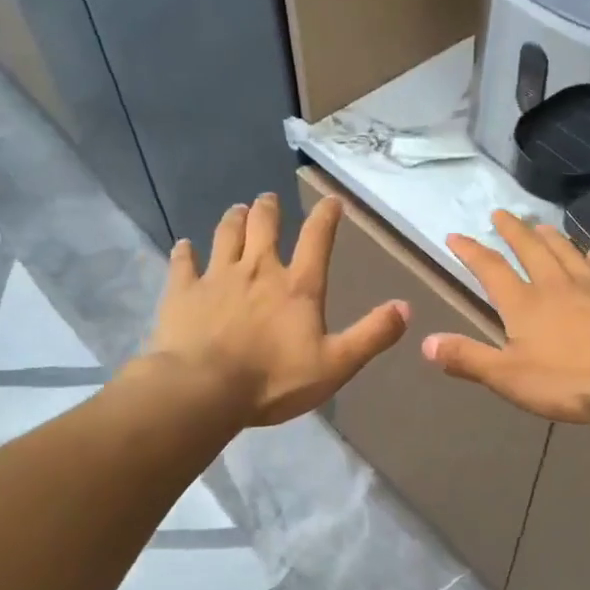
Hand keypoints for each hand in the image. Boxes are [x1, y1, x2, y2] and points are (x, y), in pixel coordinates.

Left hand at [147, 193, 408, 426]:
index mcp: (298, 286)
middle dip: (269, 208)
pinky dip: (184, 252)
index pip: (317, 239)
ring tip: (238, 210)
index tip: (331, 201)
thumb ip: (371, 335)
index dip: (326, 217)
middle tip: (269, 199)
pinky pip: (183, 263)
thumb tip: (406, 307)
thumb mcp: (336, 364)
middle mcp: (258, 270)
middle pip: (264, 226)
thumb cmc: (274, 380)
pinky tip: (184, 246)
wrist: (204, 389)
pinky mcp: (183, 292)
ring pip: (225, 234)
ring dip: (234, 219)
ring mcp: (217, 277)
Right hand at [423, 211, 589, 422]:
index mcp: (523, 304)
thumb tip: (426, 342)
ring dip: (548, 235)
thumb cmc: (570, 380)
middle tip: (500, 213)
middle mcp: (554, 284)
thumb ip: (469, 358)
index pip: (490, 269)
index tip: (455, 235)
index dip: (470, 251)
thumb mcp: (509, 377)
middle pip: (529, 248)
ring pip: (565, 250)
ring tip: (539, 224)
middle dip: (512, 230)